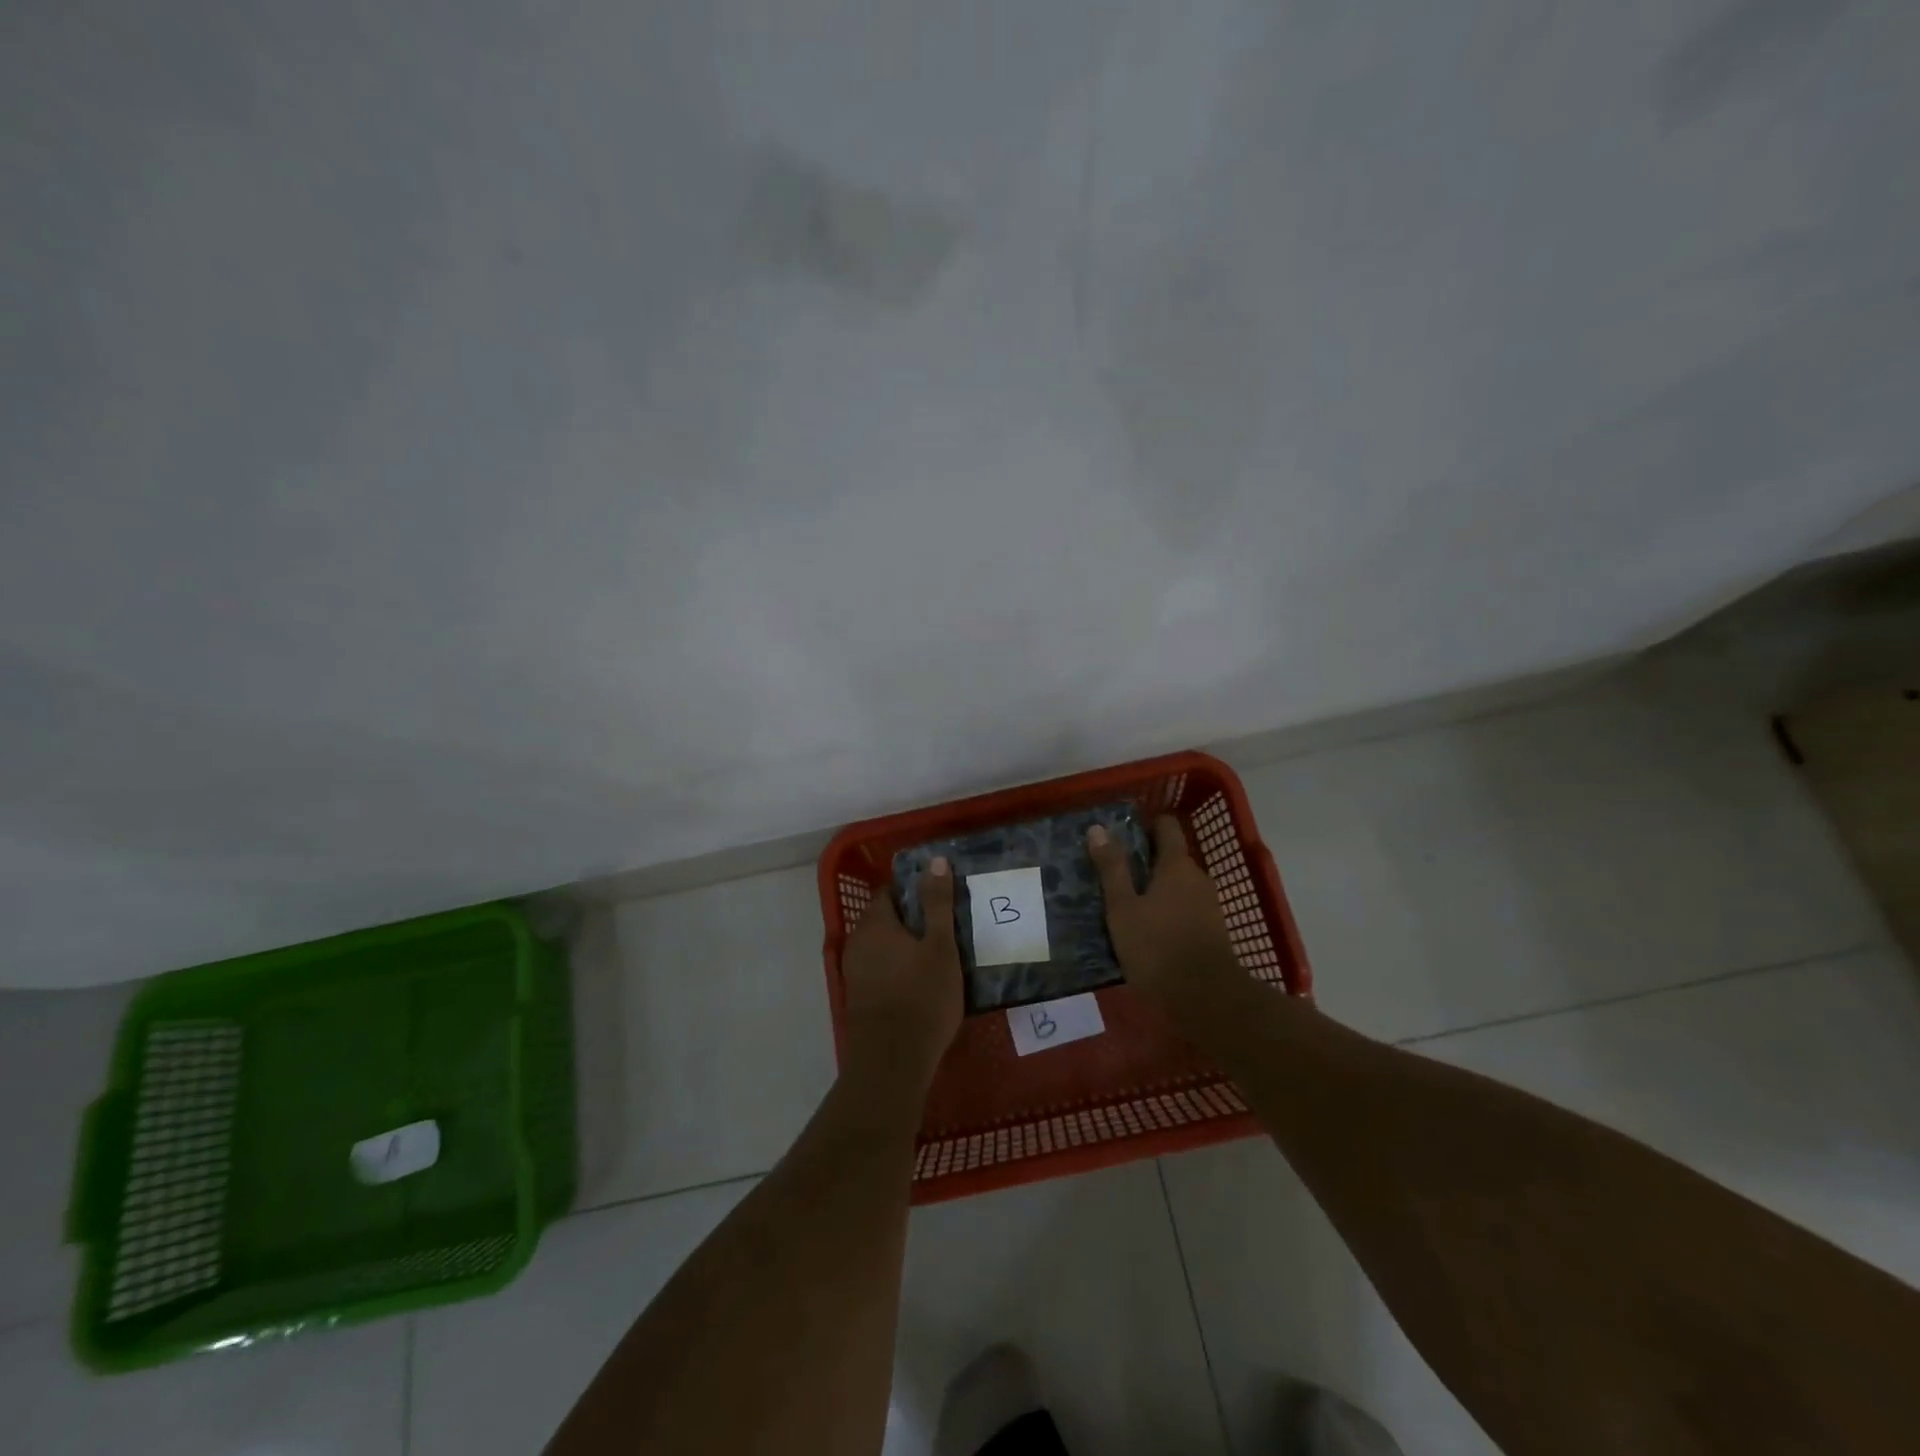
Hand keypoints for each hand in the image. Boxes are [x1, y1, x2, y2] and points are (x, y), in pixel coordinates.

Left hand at [841, 856, 963, 1097]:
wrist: (892, 1062)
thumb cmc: (922, 997)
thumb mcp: (940, 946)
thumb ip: (937, 903)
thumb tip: (935, 860)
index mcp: (875, 923)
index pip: (889, 891)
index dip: (914, 890)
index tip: (940, 898)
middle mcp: (857, 942)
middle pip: (885, 918)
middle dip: (912, 919)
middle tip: (946, 927)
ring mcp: (854, 971)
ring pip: (882, 946)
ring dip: (905, 946)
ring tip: (939, 955)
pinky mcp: (859, 997)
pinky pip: (880, 969)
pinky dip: (898, 968)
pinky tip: (921, 982)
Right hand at [1089, 816, 1246, 1021]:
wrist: (1206, 1000)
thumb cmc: (1157, 947)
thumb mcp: (1123, 908)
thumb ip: (1112, 868)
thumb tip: (1098, 828)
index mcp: (1177, 865)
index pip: (1166, 826)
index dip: (1146, 824)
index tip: (1121, 831)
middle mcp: (1197, 877)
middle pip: (1171, 856)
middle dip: (1145, 860)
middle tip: (1113, 871)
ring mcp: (1209, 905)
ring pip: (1177, 884)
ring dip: (1155, 888)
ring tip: (1125, 902)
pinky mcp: (1211, 931)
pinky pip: (1184, 908)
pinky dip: (1166, 910)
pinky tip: (1146, 928)